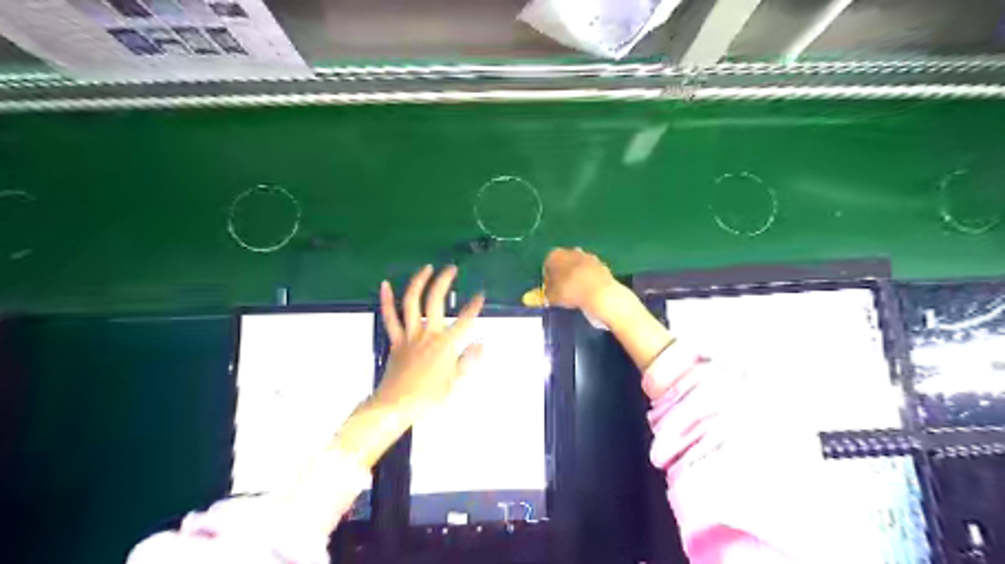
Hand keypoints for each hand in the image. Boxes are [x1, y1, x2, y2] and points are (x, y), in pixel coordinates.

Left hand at [377, 267, 485, 419]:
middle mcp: (428, 334)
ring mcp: (409, 334)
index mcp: (445, 345)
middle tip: (451, 269)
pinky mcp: (396, 339)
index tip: (481, 295)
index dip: (474, 307)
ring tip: (427, 268)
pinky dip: (387, 300)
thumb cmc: (428, 398)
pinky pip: (390, 317)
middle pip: (436, 301)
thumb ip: (468, 361)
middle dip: (444, 282)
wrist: (396, 406)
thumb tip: (481, 344)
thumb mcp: (454, 383)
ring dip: (419, 282)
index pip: (465, 321)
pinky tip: (386, 284)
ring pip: (412, 302)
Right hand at [547, 250, 626, 319]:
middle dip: (563, 276)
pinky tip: (589, 293)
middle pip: (564, 264)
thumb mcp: (550, 297)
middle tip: (563, 292)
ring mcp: (588, 256)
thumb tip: (542, 294)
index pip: (547, 266)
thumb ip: (545, 293)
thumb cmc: (568, 292)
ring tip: (577, 295)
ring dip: (577, 277)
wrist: (598, 293)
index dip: (548, 280)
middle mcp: (571, 251)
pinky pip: (591, 273)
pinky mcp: (602, 265)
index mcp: (554, 255)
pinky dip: (589, 281)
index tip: (550, 291)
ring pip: (578, 267)